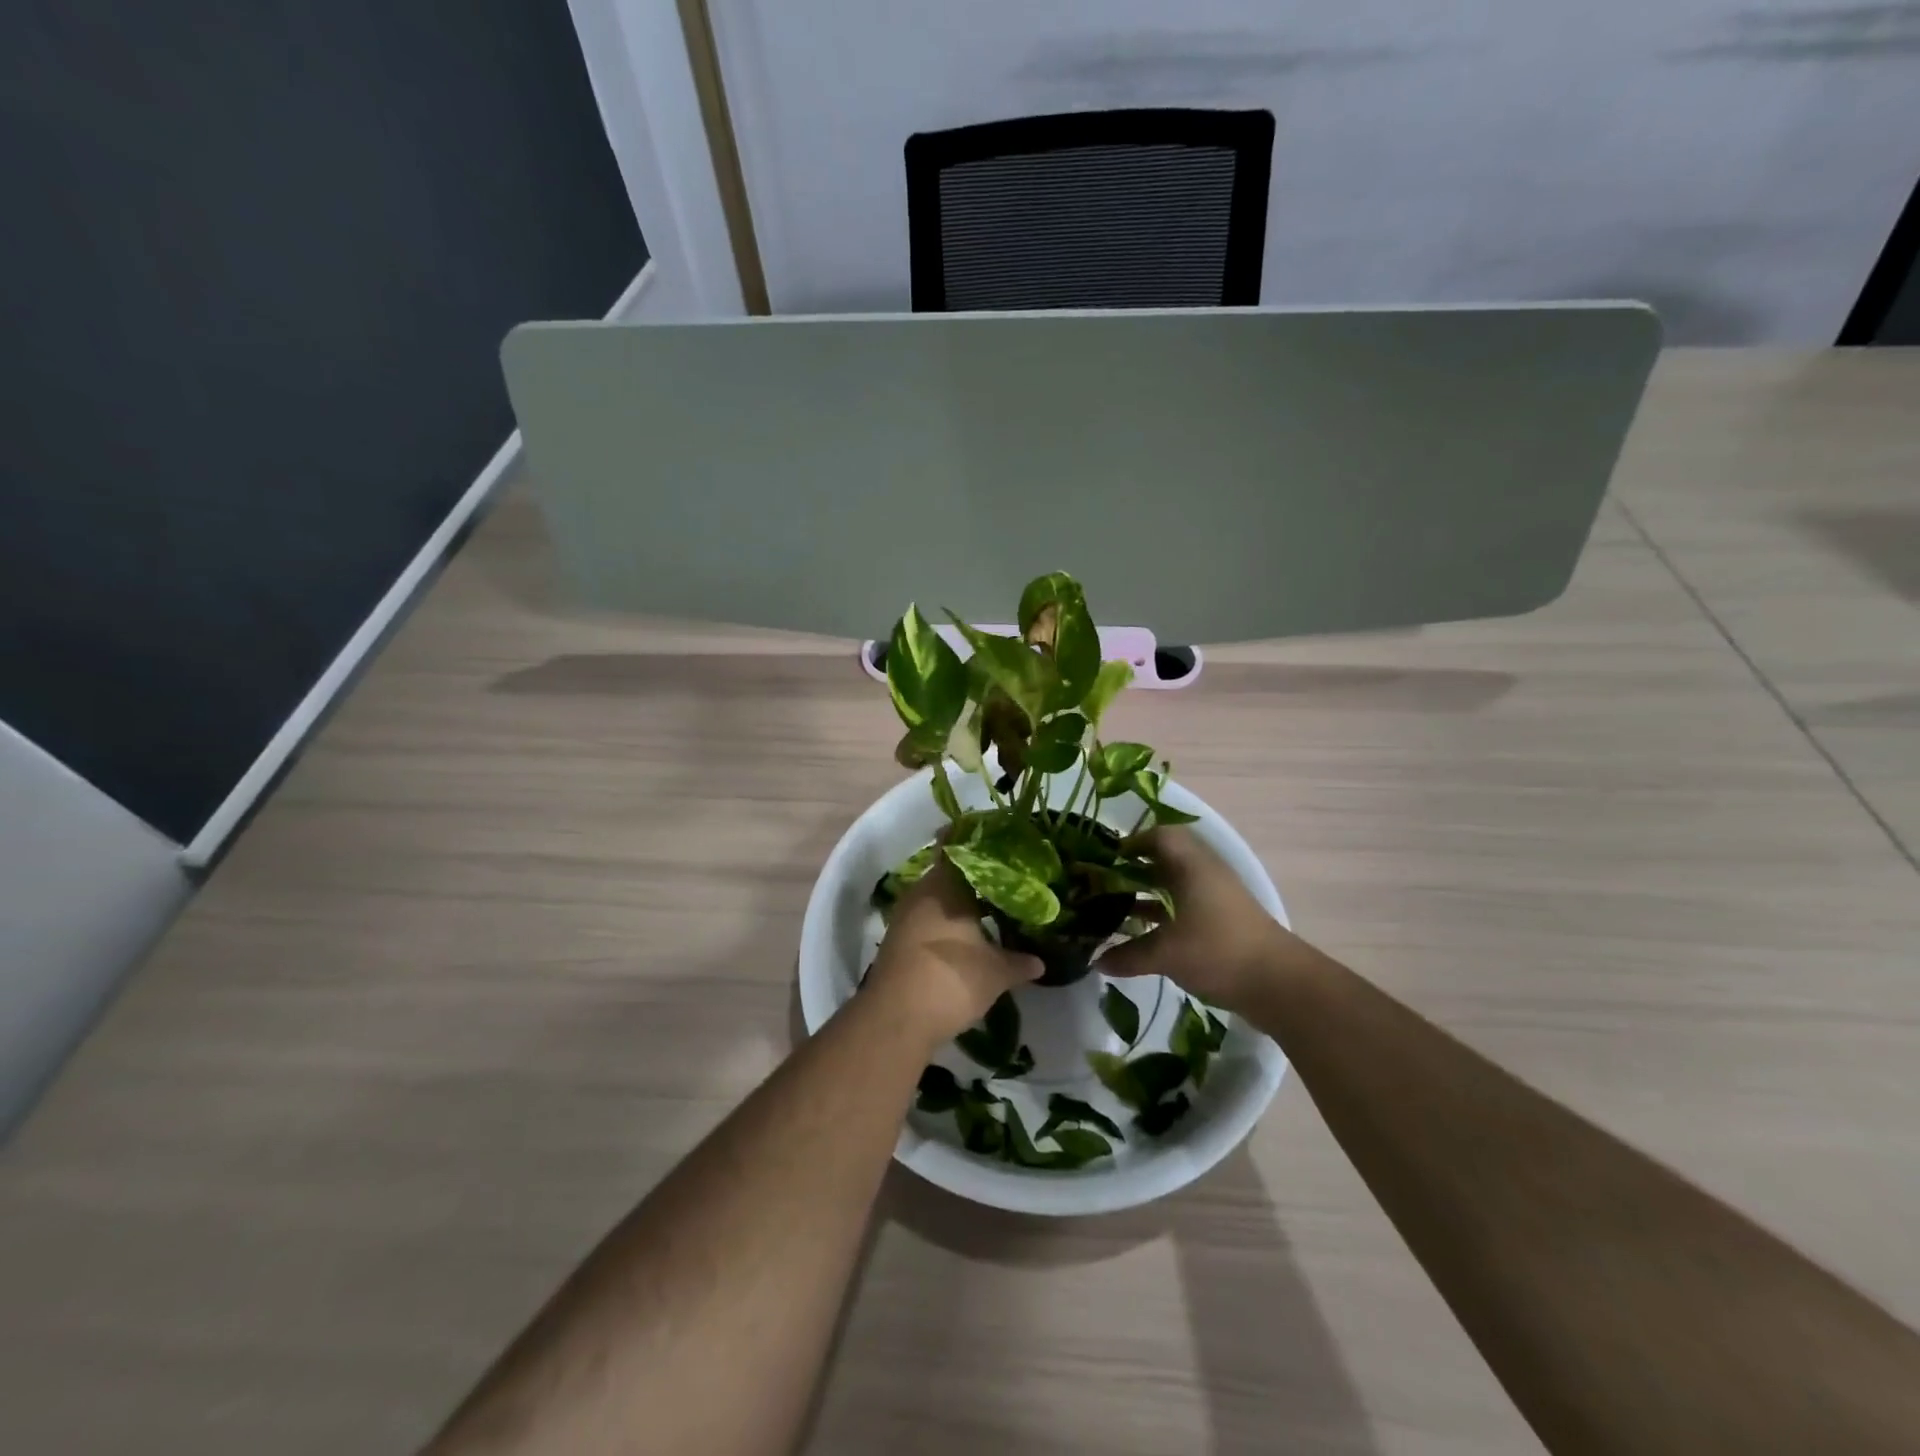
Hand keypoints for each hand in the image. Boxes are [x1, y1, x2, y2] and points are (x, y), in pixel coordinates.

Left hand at [864, 854, 1042, 1048]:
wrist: (896, 1019)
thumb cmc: (951, 979)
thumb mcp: (996, 972)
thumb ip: (1019, 962)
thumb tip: (1040, 961)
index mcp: (945, 886)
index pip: (954, 846)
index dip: (972, 837)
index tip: (994, 835)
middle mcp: (921, 893)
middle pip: (948, 873)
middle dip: (973, 874)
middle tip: (1004, 874)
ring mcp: (905, 918)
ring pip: (937, 898)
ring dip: (959, 900)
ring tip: (991, 904)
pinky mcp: (899, 942)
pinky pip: (928, 919)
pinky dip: (947, 921)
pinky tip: (968, 934)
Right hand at [1098, 827, 1297, 1014]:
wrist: (1279, 983)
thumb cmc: (1218, 951)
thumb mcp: (1166, 953)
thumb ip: (1129, 955)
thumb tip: (1097, 961)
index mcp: (1192, 866)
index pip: (1160, 836)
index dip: (1132, 842)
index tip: (1107, 859)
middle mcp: (1205, 873)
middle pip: (1166, 859)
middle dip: (1134, 869)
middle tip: (1104, 884)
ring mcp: (1217, 897)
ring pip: (1175, 885)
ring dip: (1148, 893)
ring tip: (1116, 909)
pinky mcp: (1223, 920)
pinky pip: (1185, 905)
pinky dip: (1163, 914)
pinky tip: (1143, 934)